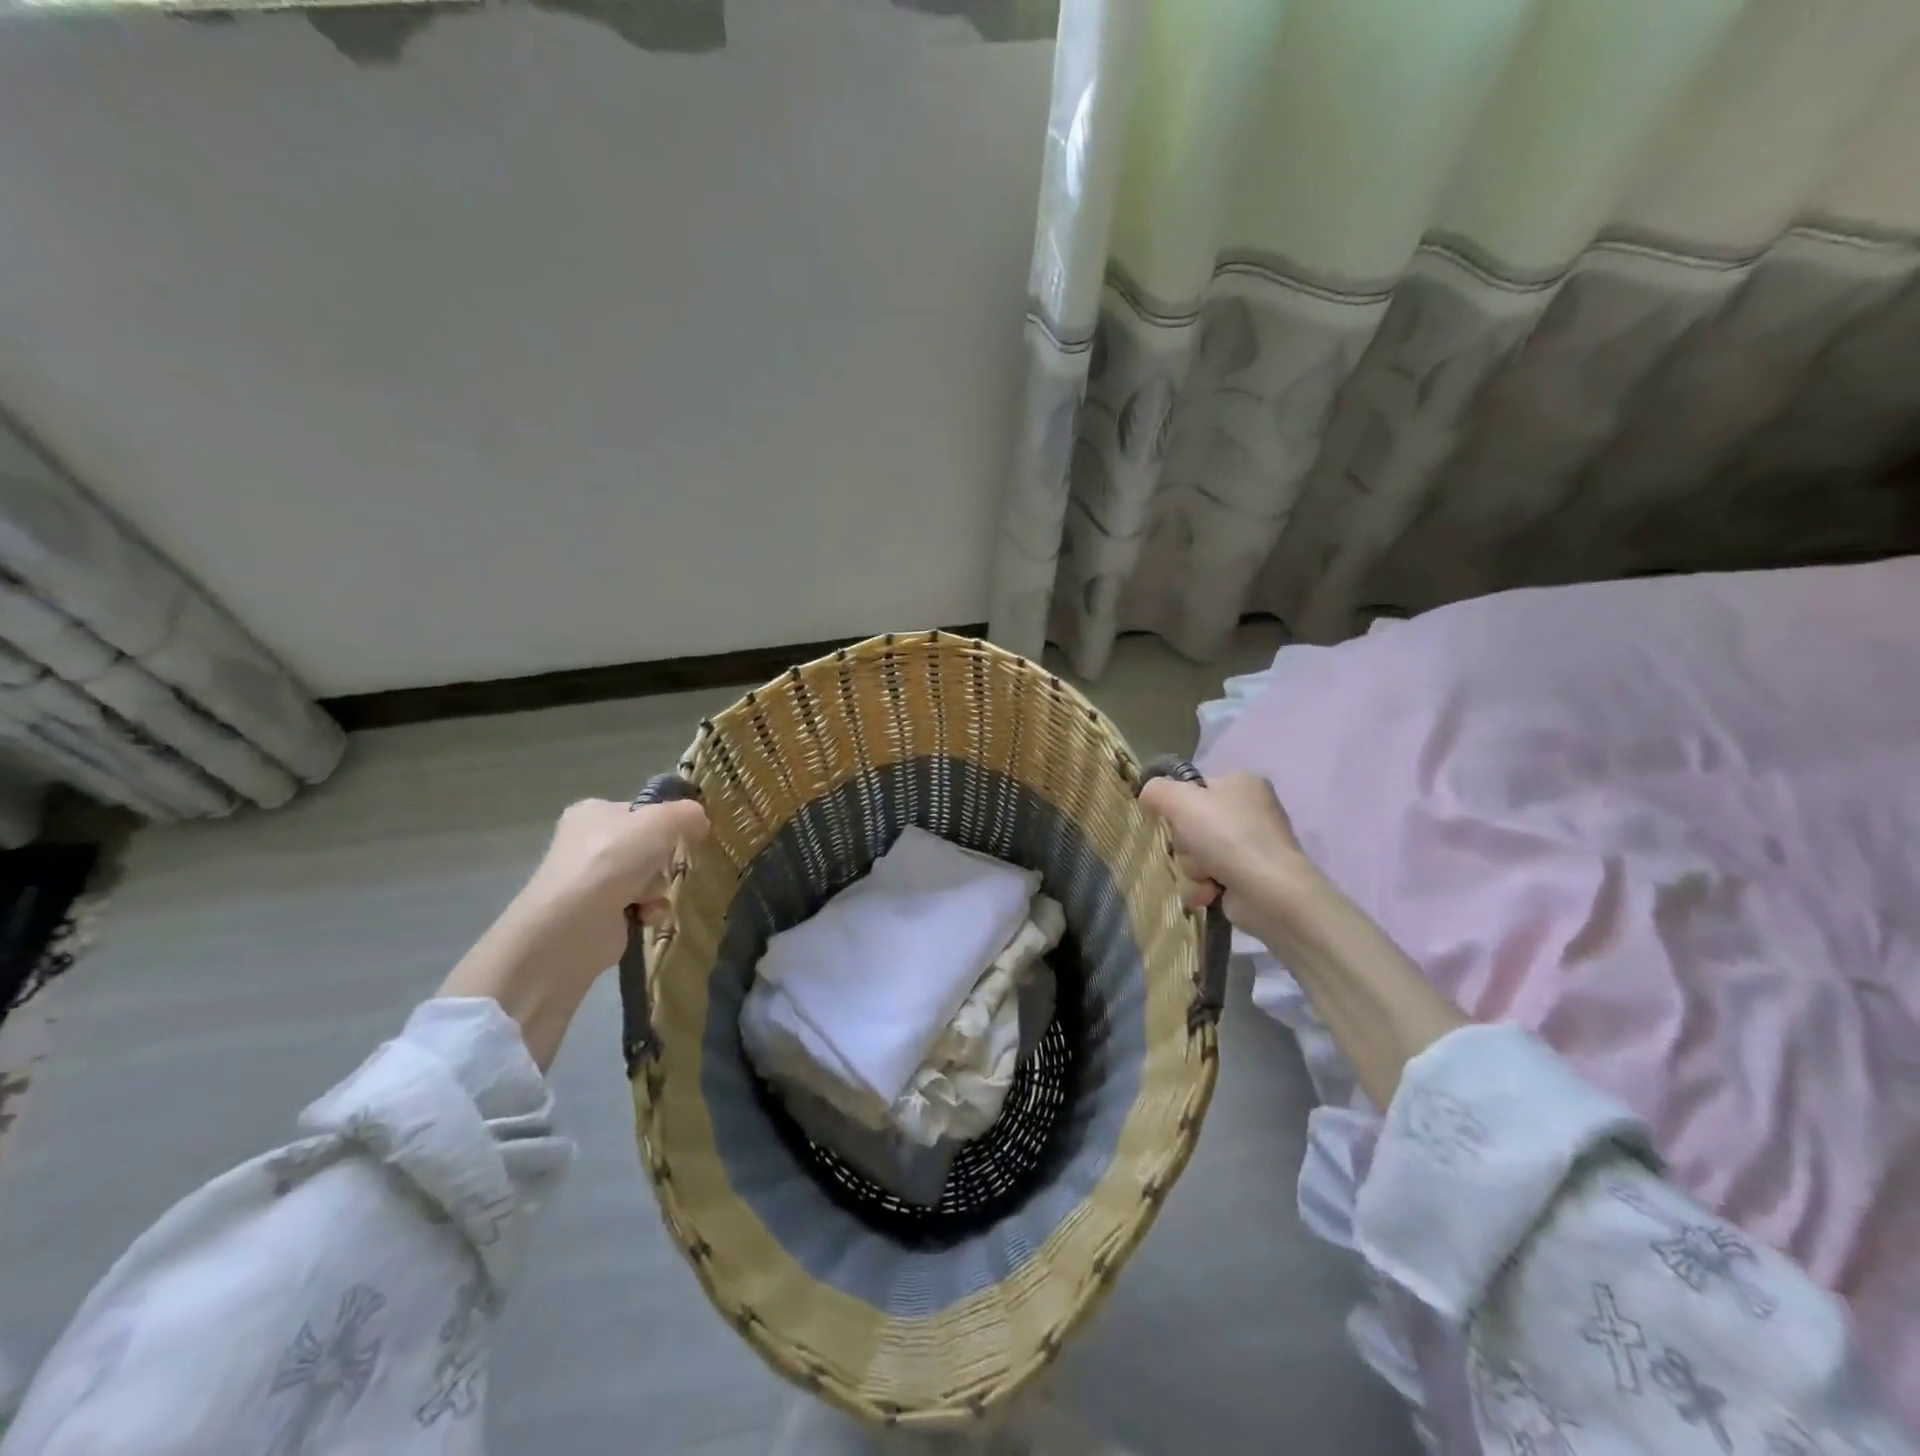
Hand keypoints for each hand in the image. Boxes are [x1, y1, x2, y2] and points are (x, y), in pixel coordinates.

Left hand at [439, 797, 710, 1067]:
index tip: (686, 834)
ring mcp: (590, 881)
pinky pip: (639, 906)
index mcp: (592, 812)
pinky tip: (647, 916)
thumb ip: (686, 814)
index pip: (640, 811)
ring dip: (658, 887)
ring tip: (652, 897)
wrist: (572, 926)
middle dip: (663, 860)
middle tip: (668, 866)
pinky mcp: (596, 915)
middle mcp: (586, 844)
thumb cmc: (612, 862)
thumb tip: (701, 820)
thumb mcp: (659, 822)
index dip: (665, 822)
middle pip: (646, 846)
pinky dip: (649, 911)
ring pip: (646, 877)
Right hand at [1137, 772, 1306, 920]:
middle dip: (1185, 845)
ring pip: (1194, 854)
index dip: (1178, 805)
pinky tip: (1210, 892)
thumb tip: (1148, 797)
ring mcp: (1250, 847)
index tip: (1173, 819)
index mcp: (1242, 783)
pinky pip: (1207, 879)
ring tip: (1206, 876)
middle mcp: (1250, 812)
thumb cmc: (1226, 836)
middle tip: (1193, 850)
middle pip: (1191, 825)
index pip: (1194, 789)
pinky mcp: (1247, 878)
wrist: (1268, 892)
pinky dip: (1202, 887)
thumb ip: (1156, 790)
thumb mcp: (1181, 800)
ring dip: (1191, 868)